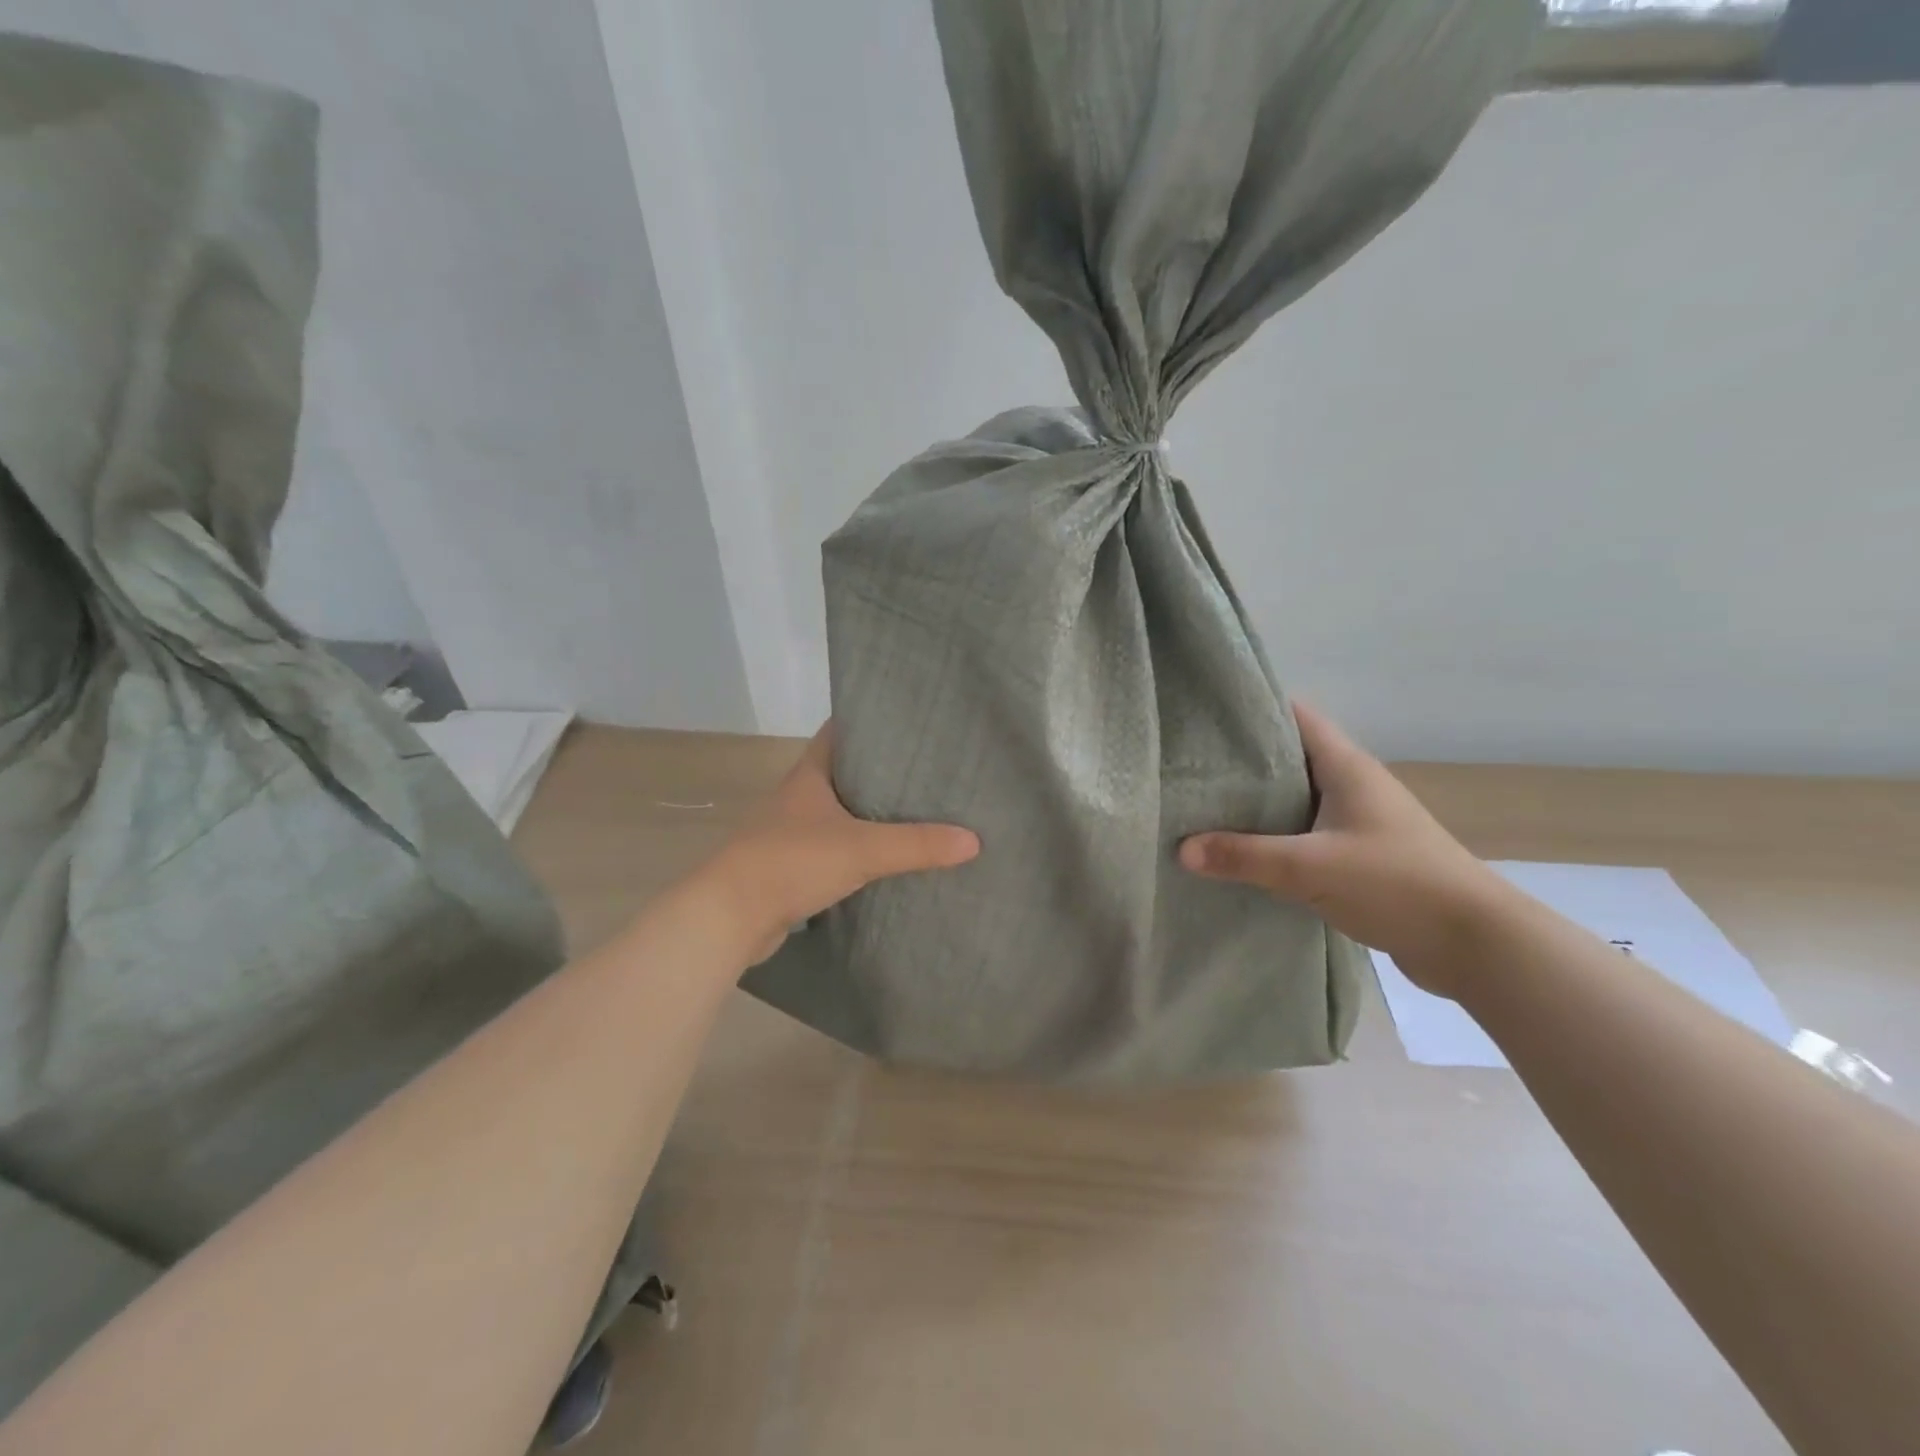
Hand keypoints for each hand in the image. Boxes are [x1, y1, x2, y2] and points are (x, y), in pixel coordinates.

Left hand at [704, 724, 979, 964]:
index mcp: (809, 775)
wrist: (729, 917)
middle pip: (846, 772)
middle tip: (931, 769)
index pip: (841, 732)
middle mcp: (800, 797)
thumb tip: (973, 840)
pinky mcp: (794, 866)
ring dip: (872, 813)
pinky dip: (861, 848)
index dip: (872, 723)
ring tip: (920, 811)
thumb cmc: (790, 862)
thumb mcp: (860, 849)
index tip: (911, 722)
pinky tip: (889, 857)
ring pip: (841, 813)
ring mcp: (794, 832)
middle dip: (883, 771)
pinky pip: (836, 847)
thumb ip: (916, 844)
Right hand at [1180, 701, 1508, 998]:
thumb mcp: (1310, 868)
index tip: (1204, 714)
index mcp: (1346, 767)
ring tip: (1202, 807)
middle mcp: (1352, 785)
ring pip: (1295, 798)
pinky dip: (1275, 837)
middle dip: (1241, 760)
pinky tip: (1242, 852)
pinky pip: (1305, 833)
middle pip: (1288, 757)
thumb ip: (1244, 856)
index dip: (1252, 708)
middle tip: (1188, 766)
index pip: (1295, 715)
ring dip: (1256, 804)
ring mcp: (1359, 821)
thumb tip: (1181, 849)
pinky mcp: (1360, 855)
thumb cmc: (1396, 883)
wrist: (1475, 943)